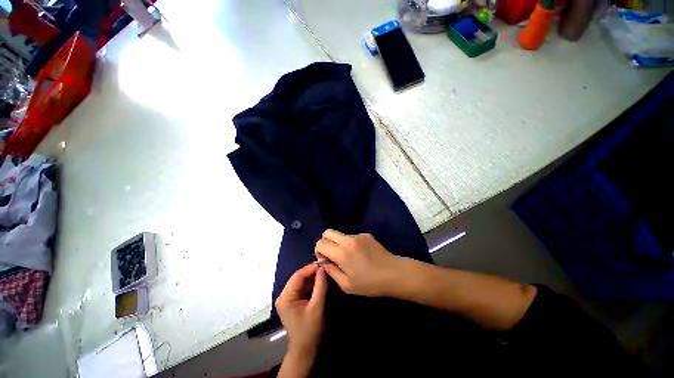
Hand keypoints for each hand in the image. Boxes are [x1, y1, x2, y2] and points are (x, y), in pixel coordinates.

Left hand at [275, 263, 326, 358]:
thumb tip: (322, 269)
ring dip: (312, 277)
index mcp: (286, 297)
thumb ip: (320, 286)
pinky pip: (302, 288)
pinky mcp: (293, 302)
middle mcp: (284, 296)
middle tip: (324, 266)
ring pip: (301, 282)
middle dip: (311, 271)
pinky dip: (311, 283)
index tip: (322, 263)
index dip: (310, 268)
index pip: (298, 276)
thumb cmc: (310, 331)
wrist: (305, 351)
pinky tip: (319, 280)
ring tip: (323, 271)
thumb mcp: (317, 307)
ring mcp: (288, 299)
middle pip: (298, 278)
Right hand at [315, 229, 402, 296]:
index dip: (319, 251)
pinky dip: (350, 243)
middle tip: (333, 255)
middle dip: (326, 242)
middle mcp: (348, 240)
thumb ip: (331, 271)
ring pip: (340, 234)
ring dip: (339, 243)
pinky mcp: (365, 234)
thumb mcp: (346, 285)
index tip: (326, 260)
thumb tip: (323, 261)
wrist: (394, 273)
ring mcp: (358, 235)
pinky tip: (361, 254)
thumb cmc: (370, 284)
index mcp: (342, 253)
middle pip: (327, 232)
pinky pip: (351, 236)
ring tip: (350, 257)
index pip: (321, 242)